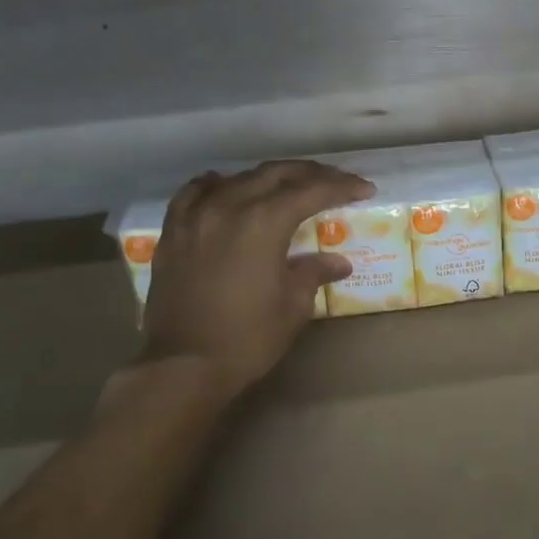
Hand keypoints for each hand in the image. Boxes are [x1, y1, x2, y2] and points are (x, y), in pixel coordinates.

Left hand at [139, 160, 374, 397]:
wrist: (184, 364)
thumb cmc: (248, 338)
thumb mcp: (292, 306)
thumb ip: (313, 273)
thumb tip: (337, 262)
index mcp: (264, 222)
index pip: (311, 191)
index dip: (341, 186)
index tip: (364, 188)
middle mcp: (229, 207)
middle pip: (275, 174)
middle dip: (309, 173)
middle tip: (334, 180)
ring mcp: (195, 217)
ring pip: (236, 179)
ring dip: (268, 178)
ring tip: (287, 186)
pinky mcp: (173, 232)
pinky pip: (194, 194)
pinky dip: (216, 186)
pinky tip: (224, 188)